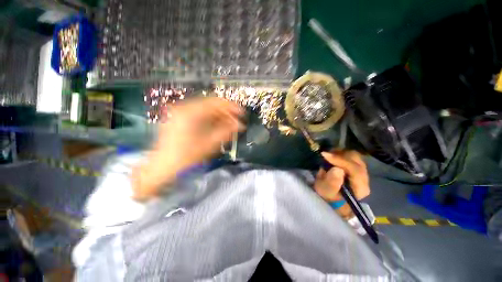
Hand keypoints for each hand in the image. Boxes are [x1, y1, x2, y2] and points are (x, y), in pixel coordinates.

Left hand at [132, 98, 243, 200]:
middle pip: (210, 104)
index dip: (230, 107)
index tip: (241, 113)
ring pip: (205, 109)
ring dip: (219, 115)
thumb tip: (240, 125)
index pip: (215, 103)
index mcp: (190, 112)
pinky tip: (217, 125)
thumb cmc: (186, 157)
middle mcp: (184, 108)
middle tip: (236, 121)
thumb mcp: (209, 144)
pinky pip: (199, 113)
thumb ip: (226, 132)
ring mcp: (180, 112)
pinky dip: (210, 118)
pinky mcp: (179, 117)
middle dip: (226, 112)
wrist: (162, 166)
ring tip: (229, 124)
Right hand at [314, 150, 369, 218]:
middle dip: (340, 155)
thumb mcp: (326, 192)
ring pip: (354, 156)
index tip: (325, 155)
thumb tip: (337, 169)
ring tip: (328, 157)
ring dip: (340, 154)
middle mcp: (364, 178)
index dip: (340, 160)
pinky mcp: (357, 168)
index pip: (355, 169)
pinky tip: (332, 158)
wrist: (333, 198)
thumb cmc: (328, 196)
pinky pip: (351, 156)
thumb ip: (332, 182)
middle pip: (356, 160)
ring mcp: (362, 172)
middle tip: (326, 156)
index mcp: (360, 187)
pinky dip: (340, 154)